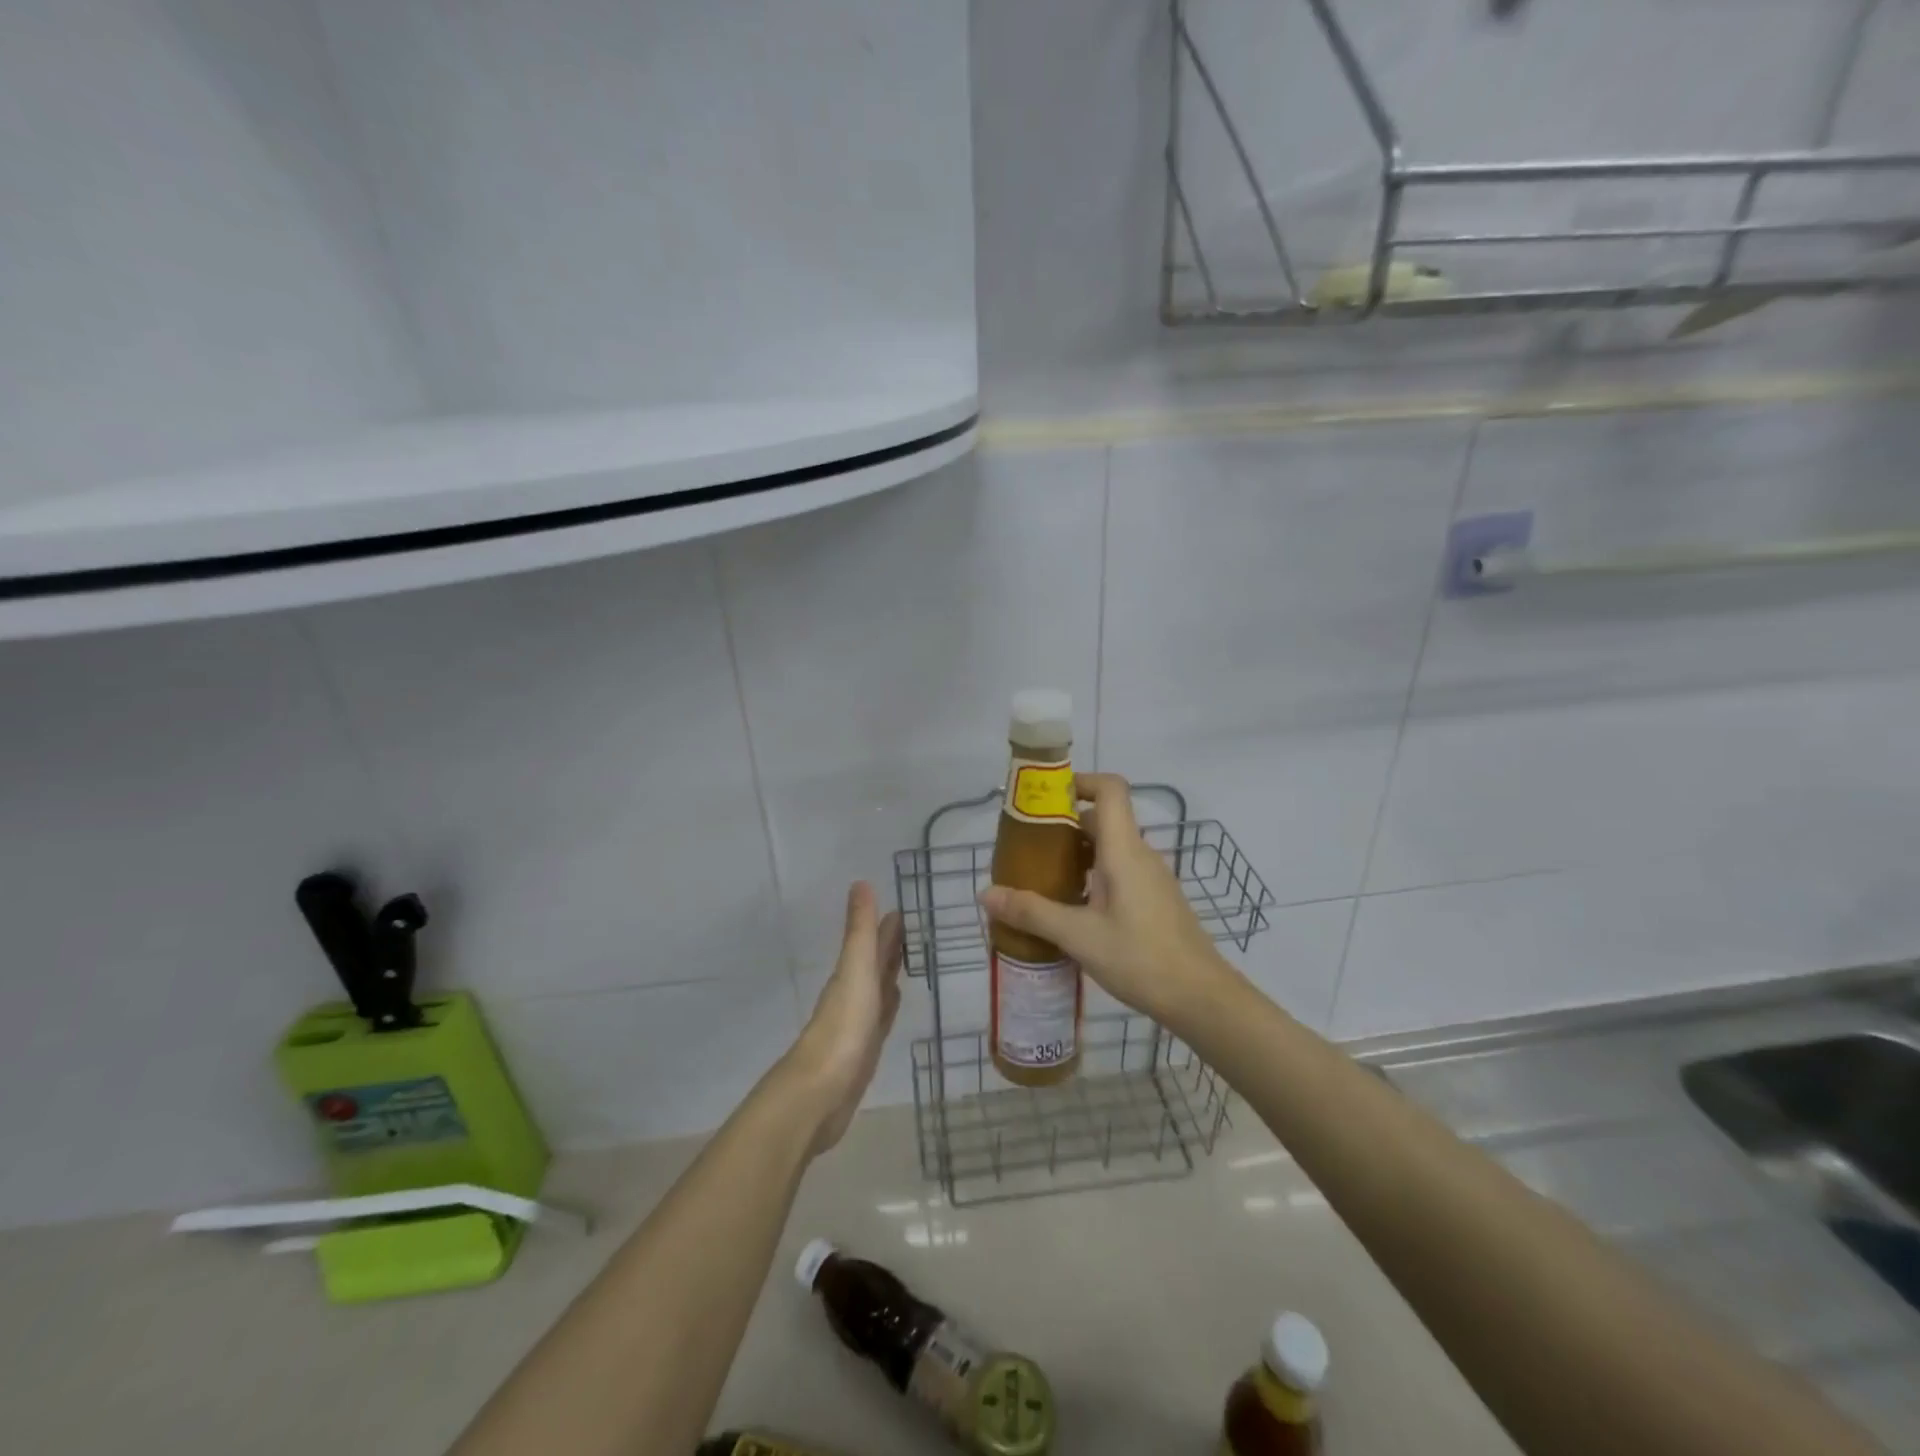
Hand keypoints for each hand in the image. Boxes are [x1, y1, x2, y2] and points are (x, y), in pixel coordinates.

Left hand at [785, 882, 904, 1155]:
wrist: (820, 1093)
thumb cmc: (843, 1026)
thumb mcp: (855, 970)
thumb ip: (860, 931)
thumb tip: (861, 882)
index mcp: (851, 975)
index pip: (872, 943)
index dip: (886, 926)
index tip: (902, 907)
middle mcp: (854, 994)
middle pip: (875, 964)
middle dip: (890, 946)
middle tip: (912, 927)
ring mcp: (858, 1024)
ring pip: (879, 989)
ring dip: (891, 973)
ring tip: (907, 959)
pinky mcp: (865, 1052)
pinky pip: (881, 1018)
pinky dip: (889, 1006)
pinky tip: (894, 1002)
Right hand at [978, 773, 1231, 1027]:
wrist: (1202, 998)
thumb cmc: (1141, 958)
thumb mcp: (1079, 937)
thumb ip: (1033, 912)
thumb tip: (986, 894)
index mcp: (1124, 850)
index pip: (1110, 789)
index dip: (1080, 782)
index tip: (1045, 799)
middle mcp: (1140, 855)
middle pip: (1102, 820)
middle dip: (1064, 827)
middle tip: (1028, 849)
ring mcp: (1152, 878)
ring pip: (1110, 849)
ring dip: (1077, 855)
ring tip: (1042, 881)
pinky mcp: (1156, 900)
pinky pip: (1120, 872)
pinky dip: (1093, 877)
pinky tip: (1074, 911)